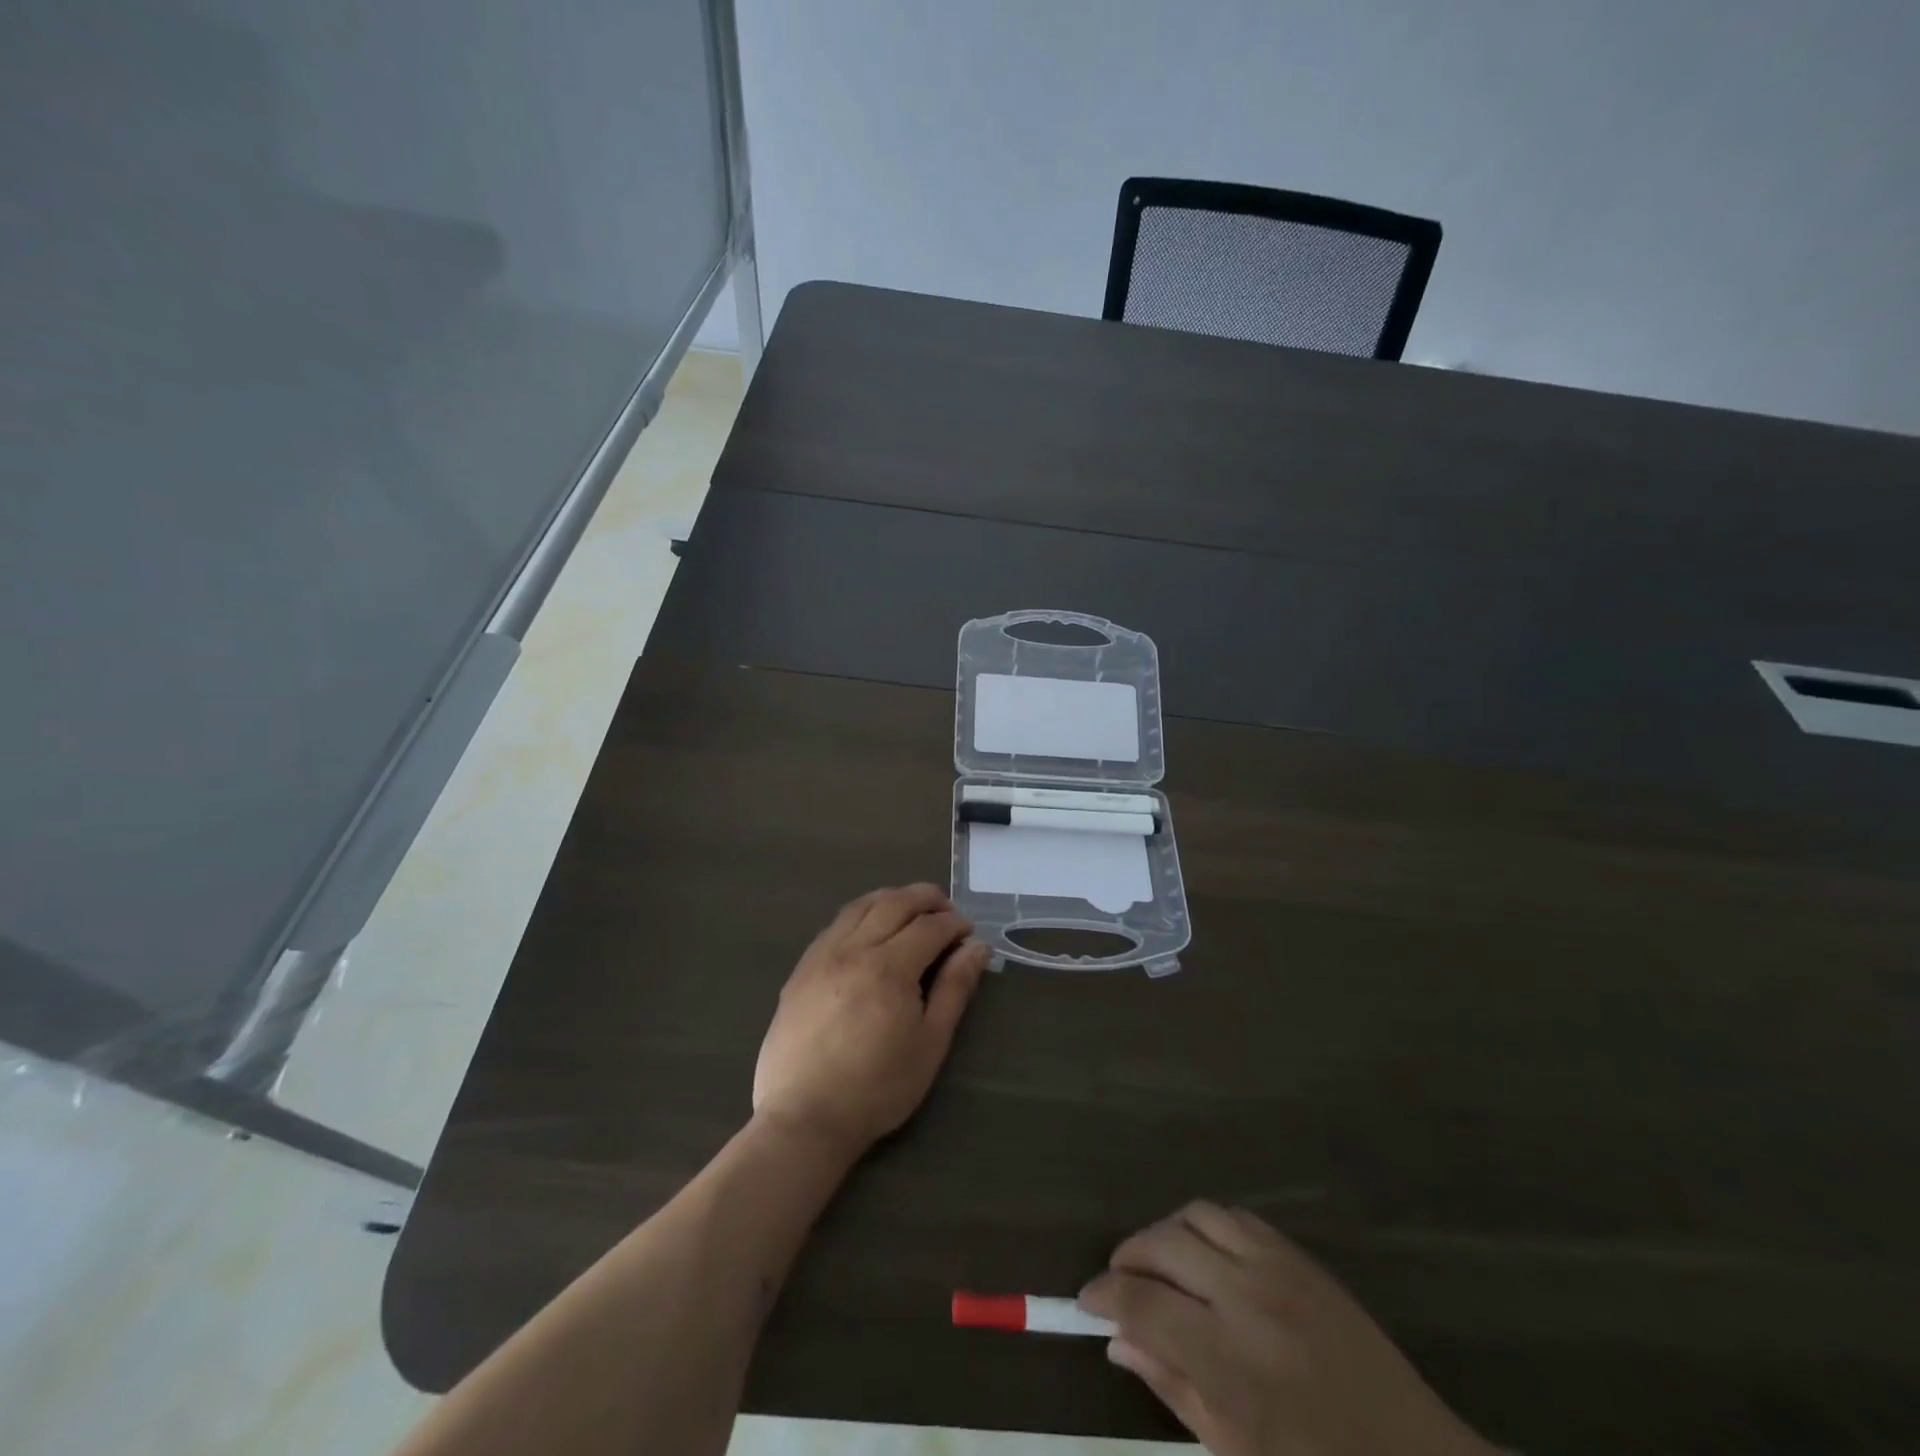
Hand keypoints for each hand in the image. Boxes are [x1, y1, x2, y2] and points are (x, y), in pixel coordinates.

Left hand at [752, 884, 988, 1157]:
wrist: (805, 1116)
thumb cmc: (878, 1087)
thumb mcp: (930, 1043)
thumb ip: (954, 989)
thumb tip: (977, 948)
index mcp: (890, 967)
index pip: (930, 926)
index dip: (955, 924)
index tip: (969, 934)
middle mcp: (854, 948)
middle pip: (895, 902)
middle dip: (927, 899)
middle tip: (947, 911)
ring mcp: (822, 954)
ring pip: (861, 905)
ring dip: (892, 898)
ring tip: (912, 910)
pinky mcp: (802, 968)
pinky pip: (836, 923)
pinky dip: (861, 913)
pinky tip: (870, 929)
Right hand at [1079, 1203, 1495, 1455]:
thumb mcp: (1235, 1450)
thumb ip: (1170, 1387)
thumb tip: (1116, 1342)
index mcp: (1227, 1361)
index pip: (1141, 1305)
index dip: (1104, 1297)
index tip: (1087, 1302)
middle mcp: (1244, 1298)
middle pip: (1160, 1245)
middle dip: (1126, 1259)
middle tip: (1118, 1282)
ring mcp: (1274, 1267)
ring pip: (1193, 1217)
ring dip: (1164, 1234)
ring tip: (1158, 1263)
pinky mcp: (1297, 1255)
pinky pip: (1234, 1217)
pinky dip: (1204, 1226)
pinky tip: (1204, 1254)